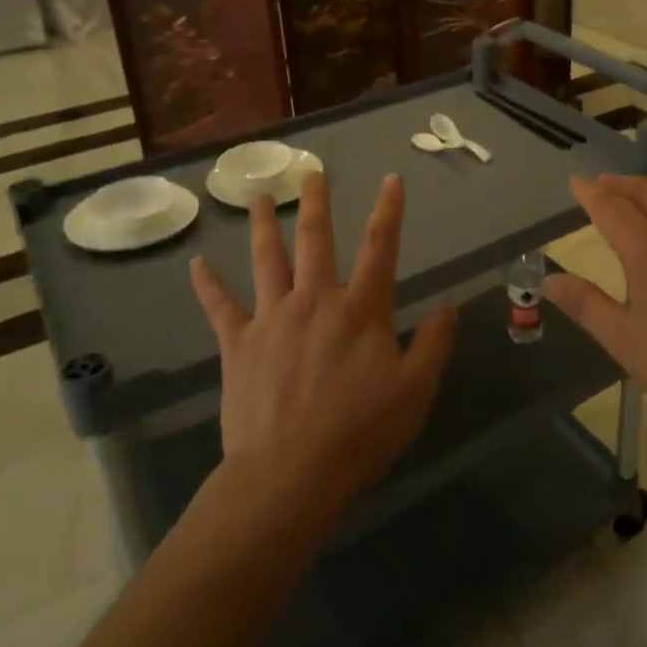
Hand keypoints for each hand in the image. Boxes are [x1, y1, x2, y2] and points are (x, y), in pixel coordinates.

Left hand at [191, 173, 455, 511]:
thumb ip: (434, 344)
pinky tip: (196, 264)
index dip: (389, 210)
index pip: (380, 247)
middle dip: (316, 202)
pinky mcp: (239, 344)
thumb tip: (449, 305)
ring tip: (256, 196)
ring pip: (267, 259)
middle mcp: (316, 300)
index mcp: (361, 309)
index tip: (391, 179)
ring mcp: (273, 318)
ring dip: (263, 225)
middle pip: (316, 238)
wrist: (290, 474)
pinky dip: (208, 284)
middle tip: (312, 173)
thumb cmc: (360, 433)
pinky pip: (220, 307)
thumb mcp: (415, 391)